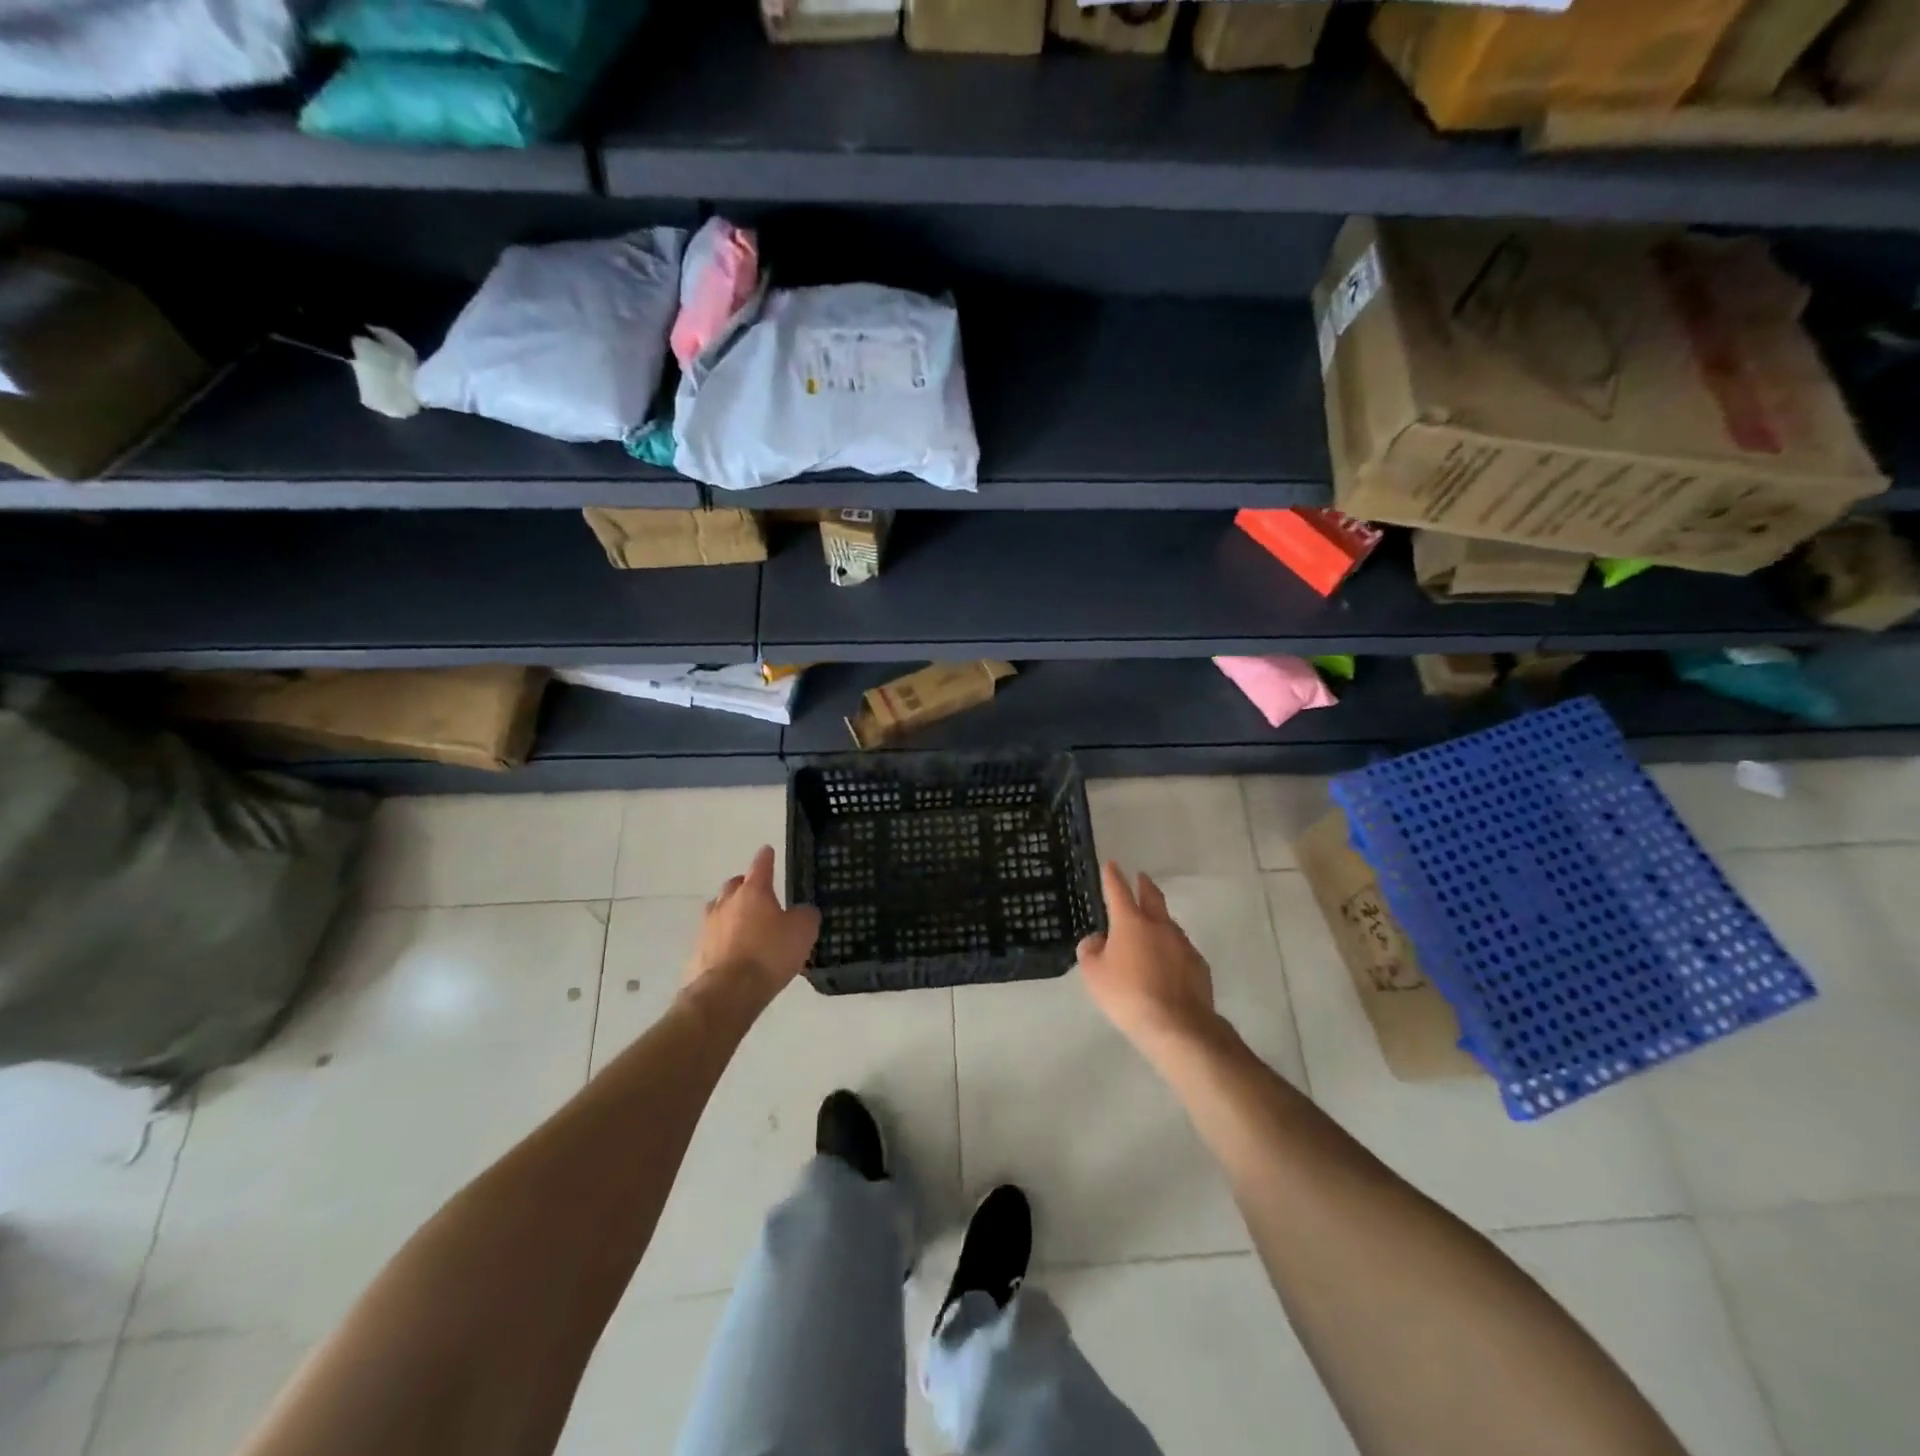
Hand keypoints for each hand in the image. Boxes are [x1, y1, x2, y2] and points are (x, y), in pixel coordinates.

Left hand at [686, 846, 819, 1009]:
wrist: (727, 993)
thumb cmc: (769, 954)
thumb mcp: (802, 932)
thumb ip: (805, 916)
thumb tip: (802, 912)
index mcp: (753, 892)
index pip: (761, 866)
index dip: (766, 858)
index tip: (767, 850)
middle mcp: (726, 903)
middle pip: (734, 885)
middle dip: (744, 885)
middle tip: (756, 891)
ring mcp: (708, 927)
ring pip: (718, 909)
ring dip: (729, 911)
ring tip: (742, 921)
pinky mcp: (697, 952)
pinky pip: (712, 937)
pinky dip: (721, 939)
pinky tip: (731, 951)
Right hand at [1077, 861, 1217, 1054]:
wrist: (1177, 1025)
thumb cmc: (1127, 995)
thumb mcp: (1094, 975)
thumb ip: (1090, 952)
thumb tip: (1097, 940)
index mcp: (1130, 922)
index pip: (1118, 890)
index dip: (1113, 876)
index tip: (1112, 864)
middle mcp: (1159, 925)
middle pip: (1152, 897)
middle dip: (1144, 885)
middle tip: (1141, 877)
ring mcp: (1182, 944)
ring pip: (1168, 923)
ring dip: (1158, 920)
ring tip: (1150, 930)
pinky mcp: (1198, 965)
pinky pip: (1180, 950)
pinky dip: (1170, 950)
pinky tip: (1166, 965)